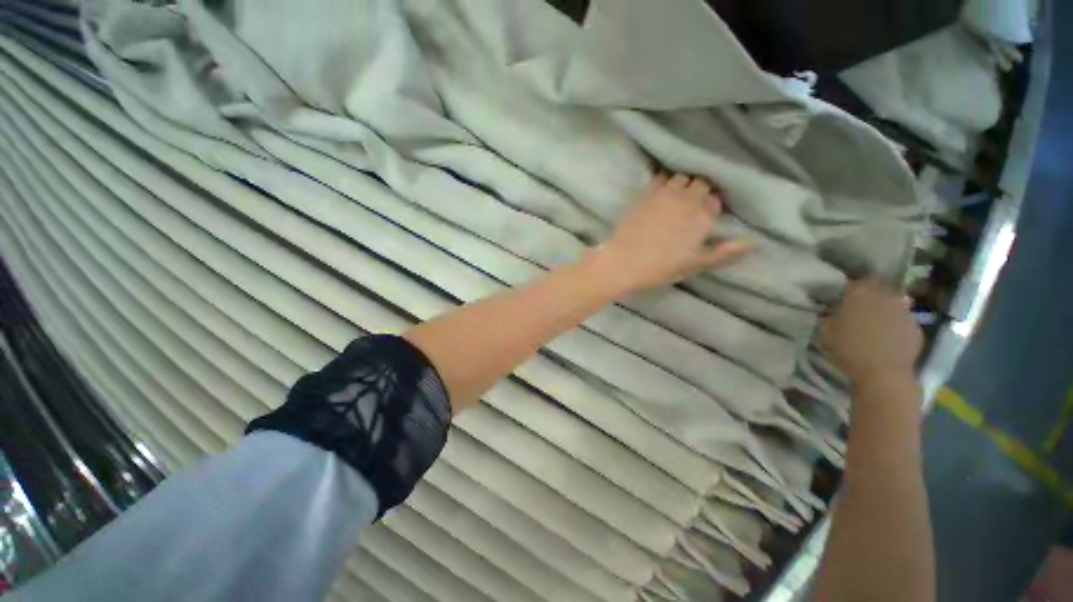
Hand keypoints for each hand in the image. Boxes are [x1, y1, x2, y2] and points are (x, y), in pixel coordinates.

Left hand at [590, 173, 750, 293]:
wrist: (624, 262)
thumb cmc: (660, 267)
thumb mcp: (695, 264)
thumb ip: (724, 252)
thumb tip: (753, 242)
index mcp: (702, 217)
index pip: (715, 199)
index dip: (711, 204)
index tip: (704, 213)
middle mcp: (687, 200)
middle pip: (701, 183)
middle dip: (699, 191)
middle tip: (691, 203)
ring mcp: (665, 194)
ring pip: (681, 177)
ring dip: (682, 184)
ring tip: (676, 195)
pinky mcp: (645, 193)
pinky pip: (660, 177)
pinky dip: (663, 180)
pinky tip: (660, 190)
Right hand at [820, 280, 922, 385]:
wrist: (883, 373)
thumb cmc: (847, 348)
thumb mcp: (825, 329)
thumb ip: (829, 314)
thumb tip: (830, 308)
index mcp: (859, 292)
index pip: (854, 280)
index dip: (848, 287)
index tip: (841, 296)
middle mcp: (884, 294)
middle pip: (877, 287)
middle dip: (869, 293)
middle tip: (858, 305)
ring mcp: (904, 309)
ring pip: (892, 301)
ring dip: (883, 307)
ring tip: (873, 321)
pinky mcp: (916, 326)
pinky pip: (902, 319)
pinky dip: (894, 323)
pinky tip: (886, 336)